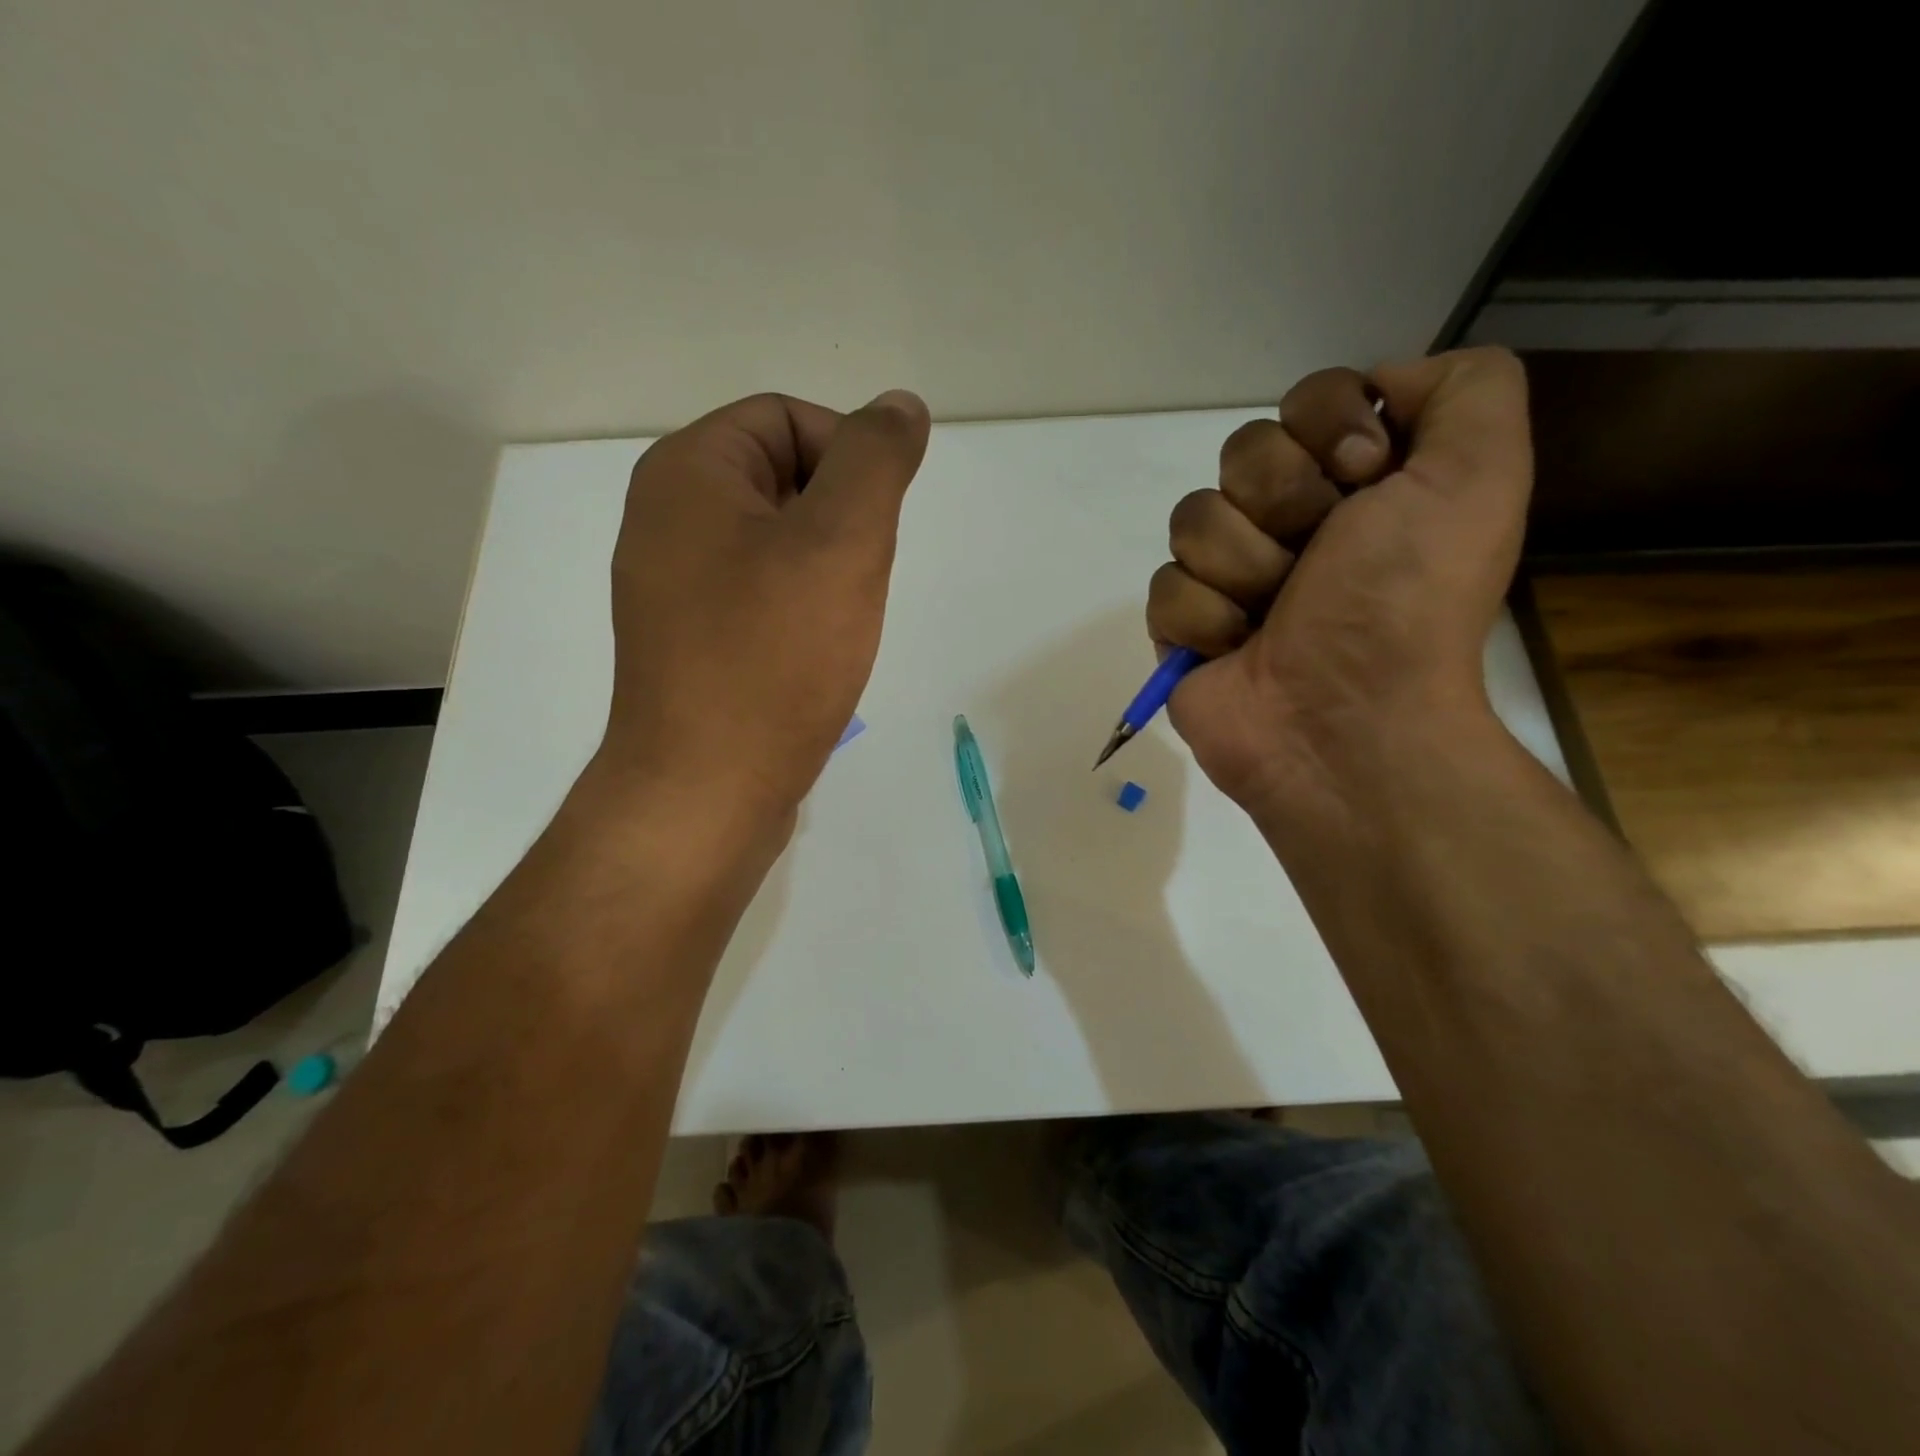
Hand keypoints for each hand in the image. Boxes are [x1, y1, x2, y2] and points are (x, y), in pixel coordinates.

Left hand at [593, 390, 930, 833]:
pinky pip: (760, 593)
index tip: (875, 527)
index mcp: (687, 473)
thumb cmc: (773, 658)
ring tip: (837, 623)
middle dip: (841, 521)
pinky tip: (815, 653)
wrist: (707, 790)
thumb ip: (876, 460)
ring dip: (826, 570)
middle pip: (782, 478)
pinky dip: (800, 608)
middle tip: (856, 581)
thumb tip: (899, 405)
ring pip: (778, 541)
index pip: (788, 417)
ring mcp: (673, 584)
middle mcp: (667, 518)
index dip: (849, 457)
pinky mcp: (691, 640)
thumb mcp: (841, 542)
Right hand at [1146, 347, 1532, 817]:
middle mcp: (1294, 521)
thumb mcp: (1479, 474)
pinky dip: (1204, 620)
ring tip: (1275, 617)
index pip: (1307, 399)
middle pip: (1241, 452)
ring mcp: (1232, 574)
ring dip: (1244, 569)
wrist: (1346, 722)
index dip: (1326, 428)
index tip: (1363, 480)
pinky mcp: (1184, 625)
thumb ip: (1465, 389)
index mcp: (1361, 483)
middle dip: (1281, 505)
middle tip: (1316, 561)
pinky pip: (1165, 586)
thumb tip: (1378, 387)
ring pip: (1193, 518)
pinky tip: (1236, 649)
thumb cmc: (1406, 602)